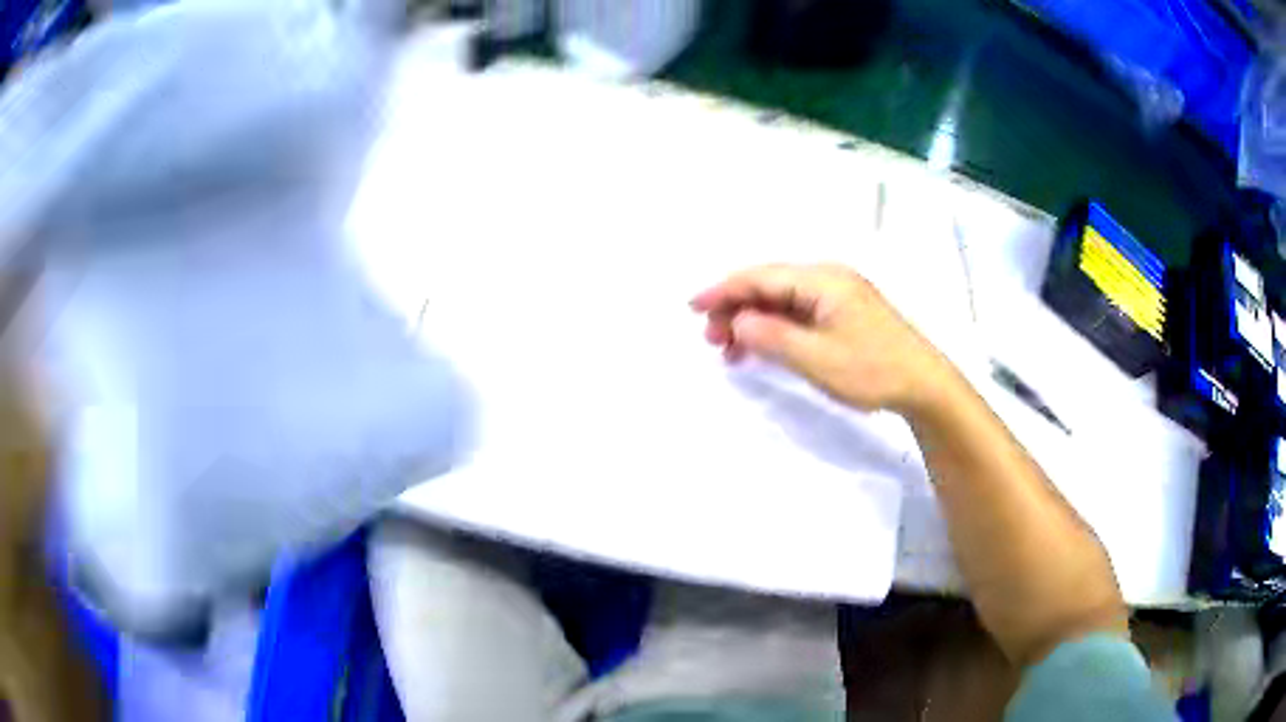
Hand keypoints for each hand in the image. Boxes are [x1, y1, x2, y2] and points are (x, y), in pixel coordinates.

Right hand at [691, 263, 954, 415]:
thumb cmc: (871, 369)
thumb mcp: (816, 358)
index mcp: (822, 280)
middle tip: (712, 339)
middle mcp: (828, 278)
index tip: (693, 307)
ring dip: (754, 320)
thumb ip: (771, 336)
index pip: (762, 277)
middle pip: (770, 285)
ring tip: (731, 349)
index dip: (723, 290)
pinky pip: (799, 313)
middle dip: (736, 307)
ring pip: (783, 300)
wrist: (923, 385)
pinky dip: (776, 328)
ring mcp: (838, 295)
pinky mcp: (844, 313)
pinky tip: (762, 347)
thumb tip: (738, 321)